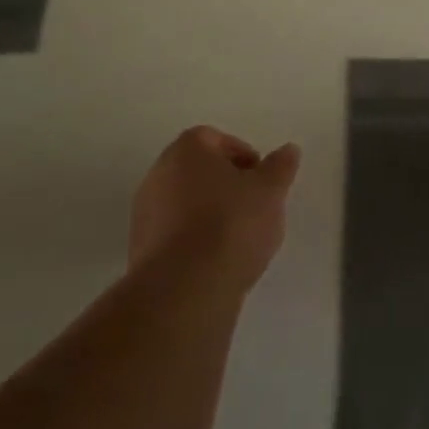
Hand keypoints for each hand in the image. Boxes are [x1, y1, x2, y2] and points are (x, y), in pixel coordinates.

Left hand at [129, 127, 300, 292]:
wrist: (184, 288)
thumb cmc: (231, 224)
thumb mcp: (270, 191)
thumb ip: (280, 166)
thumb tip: (288, 150)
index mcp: (186, 150)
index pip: (214, 139)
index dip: (241, 155)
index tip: (261, 178)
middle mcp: (158, 173)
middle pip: (197, 170)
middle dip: (226, 184)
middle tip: (253, 204)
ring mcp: (144, 213)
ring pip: (185, 202)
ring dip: (210, 212)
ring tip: (238, 238)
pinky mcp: (140, 250)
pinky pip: (174, 233)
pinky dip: (194, 239)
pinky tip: (216, 260)